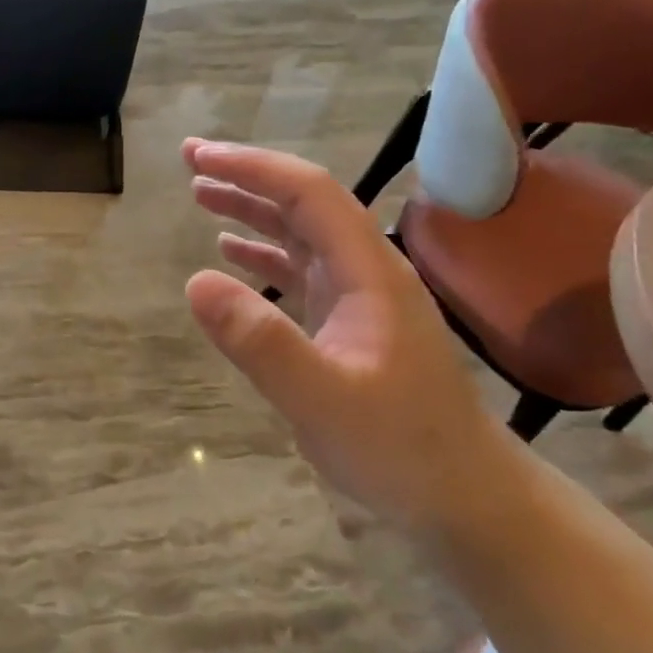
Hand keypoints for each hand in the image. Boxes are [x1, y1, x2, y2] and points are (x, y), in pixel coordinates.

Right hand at [182, 138, 507, 530]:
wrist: (463, 495)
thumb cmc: (400, 447)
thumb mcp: (322, 399)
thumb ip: (260, 342)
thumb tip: (194, 282)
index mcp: (370, 272)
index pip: (310, 194)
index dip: (253, 168)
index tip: (199, 157)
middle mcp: (367, 271)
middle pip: (304, 204)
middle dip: (247, 177)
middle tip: (189, 161)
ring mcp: (360, 297)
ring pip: (300, 235)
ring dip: (251, 210)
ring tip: (200, 195)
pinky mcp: (349, 323)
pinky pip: (300, 272)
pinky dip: (262, 255)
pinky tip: (229, 256)